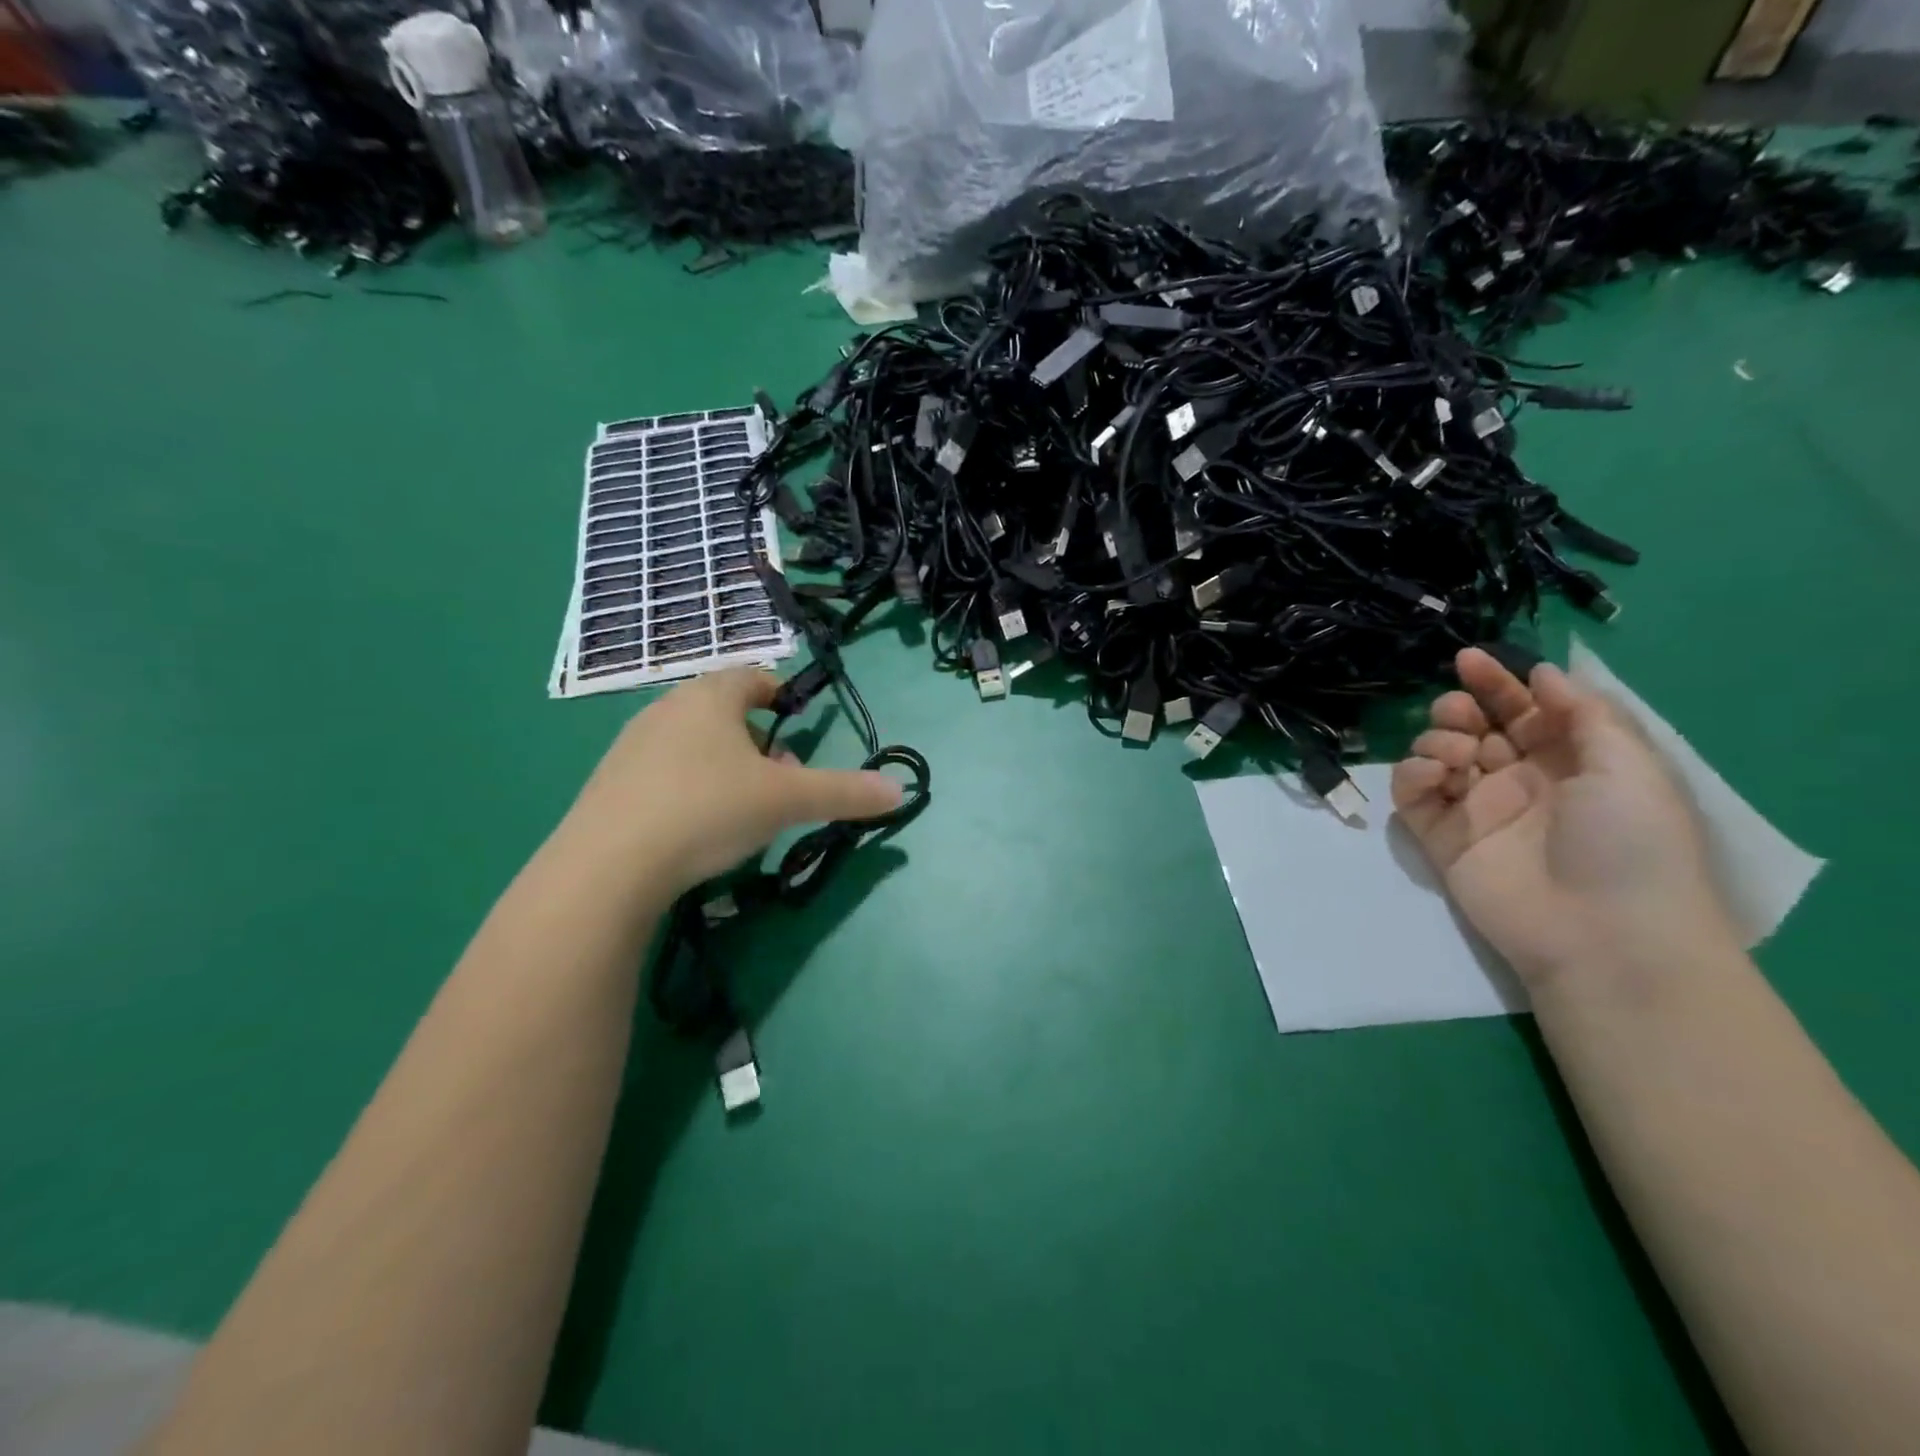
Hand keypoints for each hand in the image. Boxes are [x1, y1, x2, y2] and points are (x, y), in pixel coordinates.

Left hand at [557, 669, 902, 901]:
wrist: (607, 865)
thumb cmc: (708, 810)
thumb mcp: (786, 801)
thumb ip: (844, 792)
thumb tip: (899, 791)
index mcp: (709, 698)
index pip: (751, 678)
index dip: (779, 693)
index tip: (796, 720)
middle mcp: (666, 709)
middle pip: (723, 712)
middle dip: (759, 741)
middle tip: (781, 778)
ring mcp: (631, 746)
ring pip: (693, 743)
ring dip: (725, 765)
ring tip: (743, 808)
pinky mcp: (608, 784)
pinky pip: (662, 772)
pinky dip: (689, 787)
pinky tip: (696, 828)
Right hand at [1391, 647, 1736, 985]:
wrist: (1602, 933)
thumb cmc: (1630, 842)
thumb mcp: (1631, 767)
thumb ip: (1584, 714)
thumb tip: (1543, 673)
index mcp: (1569, 762)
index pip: (1524, 711)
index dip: (1498, 682)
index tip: (1468, 658)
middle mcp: (1518, 781)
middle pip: (1474, 728)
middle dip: (1460, 708)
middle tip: (1461, 712)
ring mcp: (1475, 809)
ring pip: (1437, 755)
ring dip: (1439, 739)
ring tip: (1458, 754)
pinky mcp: (1439, 837)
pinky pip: (1411, 794)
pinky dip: (1412, 774)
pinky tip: (1435, 774)